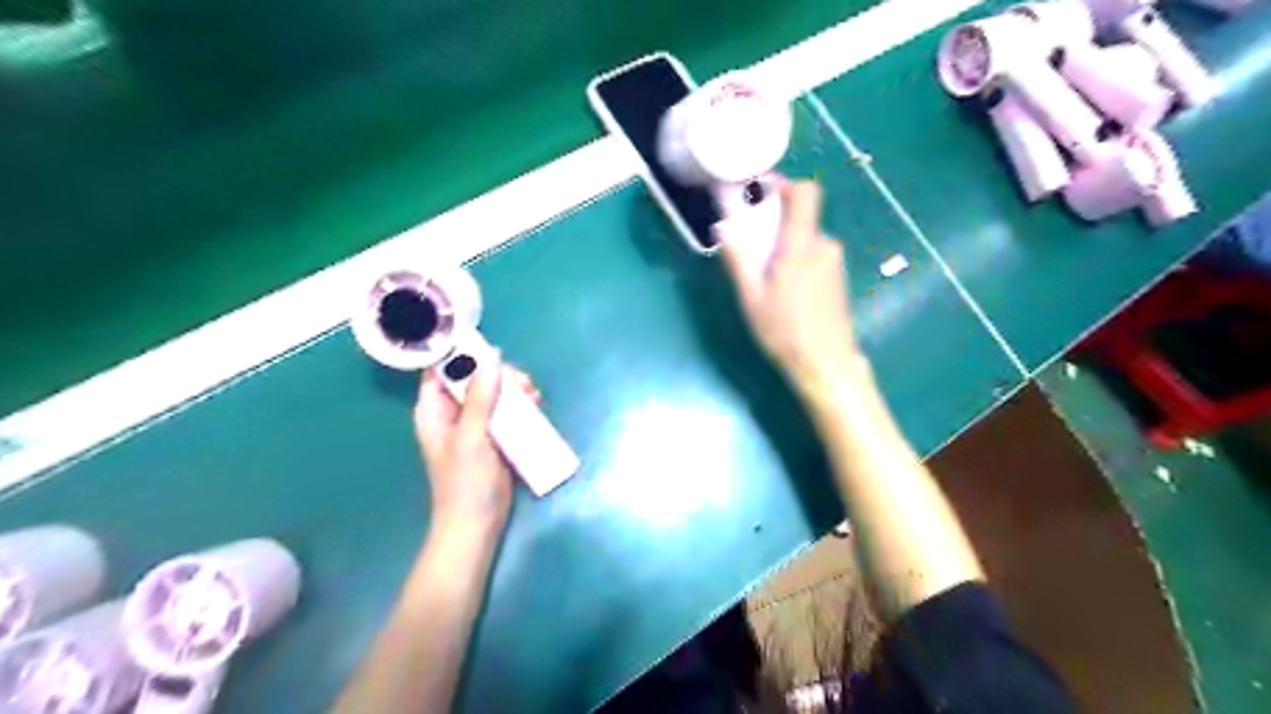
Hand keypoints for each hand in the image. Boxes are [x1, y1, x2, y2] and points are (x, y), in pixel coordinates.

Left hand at [412, 355, 541, 532]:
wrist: (478, 525)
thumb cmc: (465, 483)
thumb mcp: (471, 437)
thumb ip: (479, 398)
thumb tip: (492, 358)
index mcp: (434, 410)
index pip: (442, 369)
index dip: (462, 353)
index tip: (492, 350)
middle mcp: (453, 412)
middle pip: (474, 376)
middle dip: (499, 373)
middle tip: (522, 384)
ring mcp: (475, 424)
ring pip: (494, 391)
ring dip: (514, 388)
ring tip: (532, 395)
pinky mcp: (495, 435)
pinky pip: (506, 409)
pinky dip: (520, 404)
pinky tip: (535, 405)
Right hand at [713, 176, 863, 388]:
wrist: (826, 362)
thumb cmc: (784, 331)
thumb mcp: (752, 297)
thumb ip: (738, 258)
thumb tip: (723, 227)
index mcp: (801, 246)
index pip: (806, 193)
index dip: (785, 185)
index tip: (761, 193)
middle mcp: (823, 245)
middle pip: (800, 216)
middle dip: (774, 224)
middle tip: (751, 246)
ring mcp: (833, 261)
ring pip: (804, 237)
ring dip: (784, 245)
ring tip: (765, 275)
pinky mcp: (836, 275)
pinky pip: (813, 253)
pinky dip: (796, 258)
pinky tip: (784, 289)